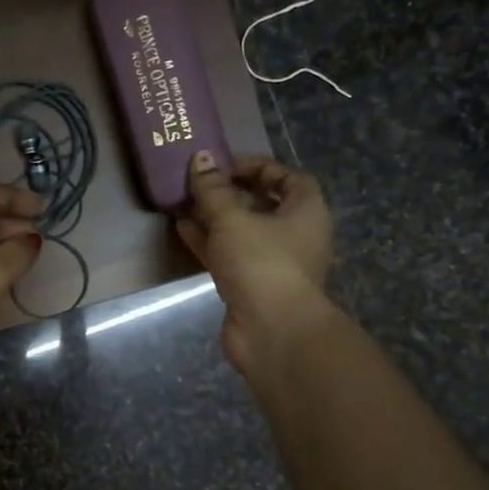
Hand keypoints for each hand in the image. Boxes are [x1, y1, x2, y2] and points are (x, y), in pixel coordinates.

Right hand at [177, 151, 335, 374]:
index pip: (289, 178)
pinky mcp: (252, 285)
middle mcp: (295, 235)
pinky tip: (182, 230)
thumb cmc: (261, 263)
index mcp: (306, 212)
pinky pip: (229, 255)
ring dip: (215, 218)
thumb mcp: (232, 218)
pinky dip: (209, 242)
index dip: (259, 167)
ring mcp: (273, 263)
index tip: (226, 164)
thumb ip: (213, 189)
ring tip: (184, 202)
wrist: (271, 330)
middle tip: (200, 182)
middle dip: (231, 193)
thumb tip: (201, 158)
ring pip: (242, 232)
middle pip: (263, 205)